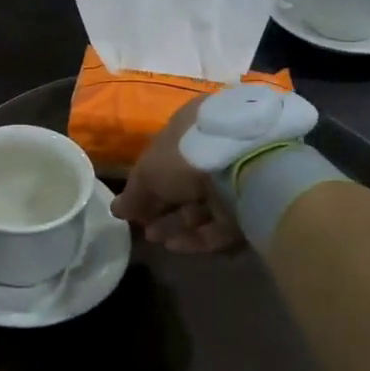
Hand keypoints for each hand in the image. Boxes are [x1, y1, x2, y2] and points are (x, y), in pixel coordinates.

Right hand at [111, 97, 242, 252]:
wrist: (247, 169)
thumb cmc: (187, 155)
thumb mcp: (148, 170)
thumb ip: (133, 193)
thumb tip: (116, 210)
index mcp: (193, 124)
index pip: (165, 152)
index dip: (147, 179)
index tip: (134, 203)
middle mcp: (216, 145)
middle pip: (184, 180)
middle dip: (161, 205)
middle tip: (143, 226)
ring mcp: (238, 174)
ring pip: (202, 203)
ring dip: (176, 222)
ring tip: (155, 239)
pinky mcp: (253, 203)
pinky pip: (221, 221)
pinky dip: (199, 235)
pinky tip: (176, 247)